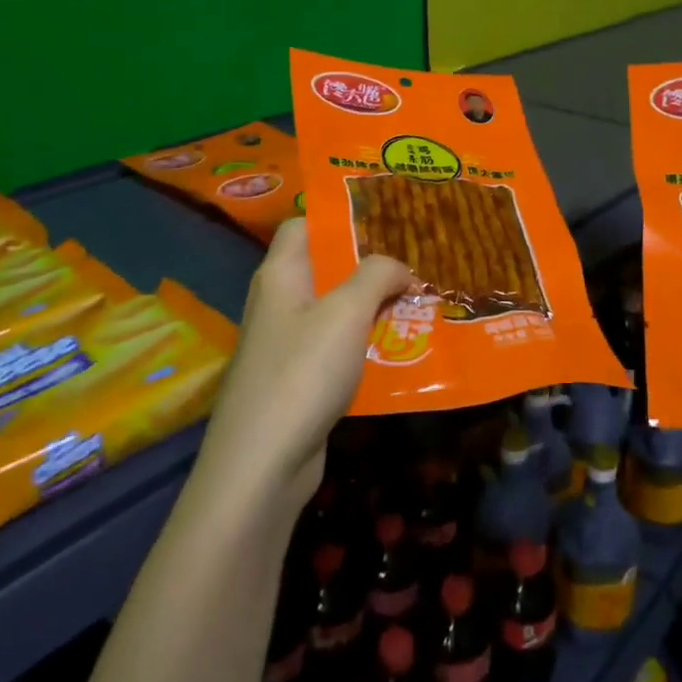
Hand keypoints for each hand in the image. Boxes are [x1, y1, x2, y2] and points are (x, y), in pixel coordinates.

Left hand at [196, 219, 411, 519]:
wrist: (262, 464)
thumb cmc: (302, 373)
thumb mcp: (346, 312)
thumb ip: (376, 276)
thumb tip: (399, 266)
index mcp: (281, 275)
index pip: (304, 224)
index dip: (341, 217)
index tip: (387, 220)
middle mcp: (279, 302)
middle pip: (325, 268)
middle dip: (370, 265)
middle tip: (417, 262)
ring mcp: (287, 344)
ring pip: (335, 311)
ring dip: (373, 307)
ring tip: (419, 302)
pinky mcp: (298, 380)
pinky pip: (337, 349)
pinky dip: (366, 345)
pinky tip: (401, 350)